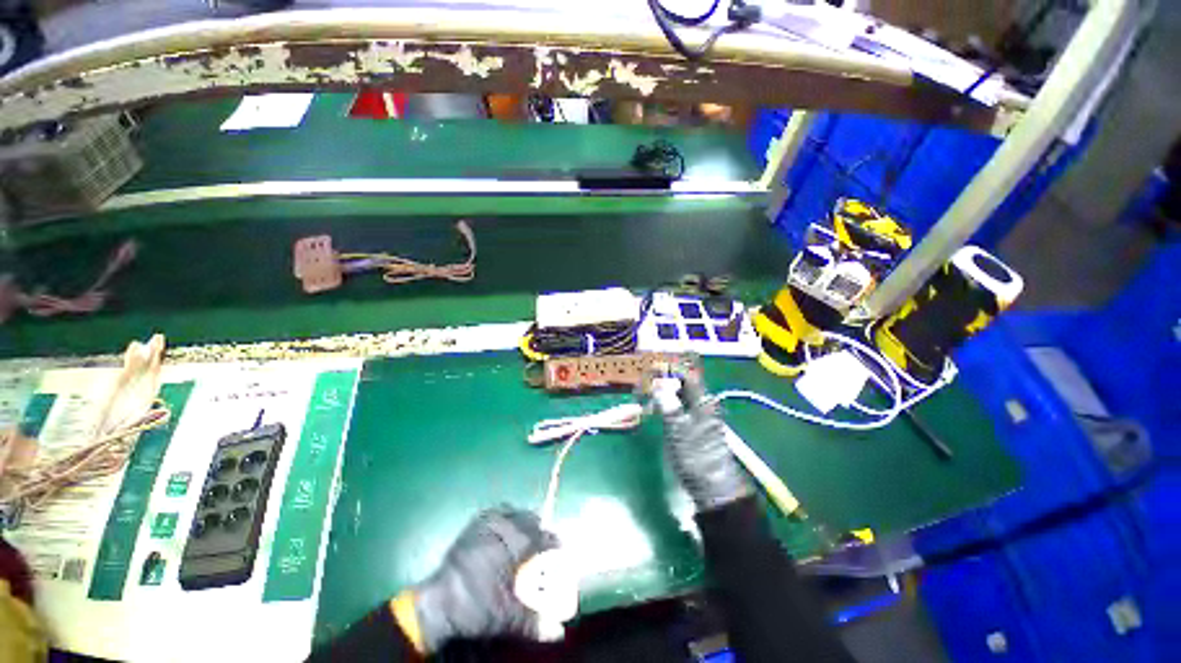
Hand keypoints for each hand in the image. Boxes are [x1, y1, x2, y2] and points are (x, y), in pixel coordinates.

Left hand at [408, 506, 557, 652]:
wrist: (438, 603)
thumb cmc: (475, 607)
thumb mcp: (506, 617)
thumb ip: (534, 622)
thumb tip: (559, 632)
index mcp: (512, 545)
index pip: (542, 537)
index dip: (553, 542)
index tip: (560, 548)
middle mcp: (501, 527)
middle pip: (529, 519)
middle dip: (539, 530)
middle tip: (543, 544)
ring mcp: (486, 522)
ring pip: (514, 512)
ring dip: (523, 521)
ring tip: (526, 535)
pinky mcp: (473, 524)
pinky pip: (497, 512)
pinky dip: (506, 517)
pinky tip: (505, 530)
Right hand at [646, 367, 750, 511]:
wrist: (712, 488)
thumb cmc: (695, 456)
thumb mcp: (677, 429)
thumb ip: (667, 404)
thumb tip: (657, 385)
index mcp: (703, 402)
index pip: (686, 376)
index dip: (668, 371)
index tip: (649, 372)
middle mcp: (703, 405)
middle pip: (681, 385)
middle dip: (661, 383)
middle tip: (643, 388)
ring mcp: (699, 417)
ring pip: (678, 398)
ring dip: (662, 395)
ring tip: (644, 399)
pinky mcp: (694, 429)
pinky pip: (678, 410)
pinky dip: (665, 407)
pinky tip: (654, 412)